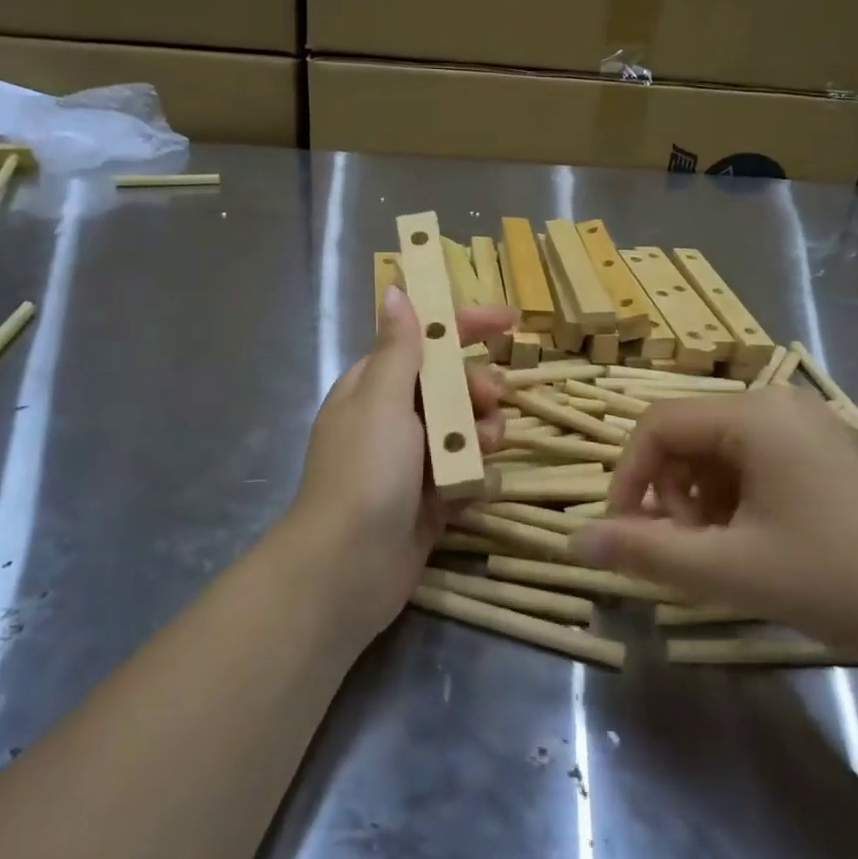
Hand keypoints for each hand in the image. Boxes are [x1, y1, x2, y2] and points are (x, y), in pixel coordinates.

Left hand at [284, 287, 516, 644]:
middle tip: (490, 400)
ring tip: (481, 450)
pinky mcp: (432, 500)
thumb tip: (395, 291)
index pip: (424, 342)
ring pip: (466, 430)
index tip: (509, 321)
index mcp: (374, 387)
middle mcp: (393, 420)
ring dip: (481, 433)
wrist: (348, 568)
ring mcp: (413, 462)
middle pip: (452, 386)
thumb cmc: (365, 472)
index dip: (465, 327)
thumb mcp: (381, 399)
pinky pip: (467, 473)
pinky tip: (473, 488)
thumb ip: (398, 347)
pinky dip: (474, 475)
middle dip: (477, 388)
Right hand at [576, 386, 857, 664]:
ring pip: (717, 452)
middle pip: (687, 436)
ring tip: (722, 552)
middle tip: (685, 550)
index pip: (657, 426)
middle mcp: (778, 403)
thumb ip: (645, 552)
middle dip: (669, 493)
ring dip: (699, 500)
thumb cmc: (836, 578)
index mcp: (753, 415)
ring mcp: (806, 425)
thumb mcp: (728, 570)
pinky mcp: (825, 451)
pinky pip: (753, 461)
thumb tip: (574, 541)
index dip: (626, 477)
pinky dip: (734, 498)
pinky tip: (756, 542)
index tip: (624, 532)